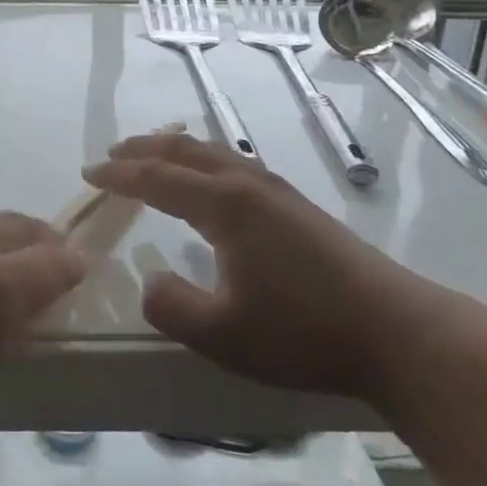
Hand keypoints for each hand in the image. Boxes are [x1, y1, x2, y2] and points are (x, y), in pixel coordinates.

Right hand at [84, 132, 441, 397]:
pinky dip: (203, 161)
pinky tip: (210, 182)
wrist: (397, 332)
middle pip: (185, 151)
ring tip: (152, 157)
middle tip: (112, 155)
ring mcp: (277, 191)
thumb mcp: (225, 336)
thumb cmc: (305, 332)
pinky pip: (234, 164)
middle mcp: (248, 184)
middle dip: (144, 150)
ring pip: (213, 153)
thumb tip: (148, 281)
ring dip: (175, 150)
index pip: (158, 178)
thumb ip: (173, 308)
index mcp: (225, 205)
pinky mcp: (296, 205)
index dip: (119, 175)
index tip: (88, 174)